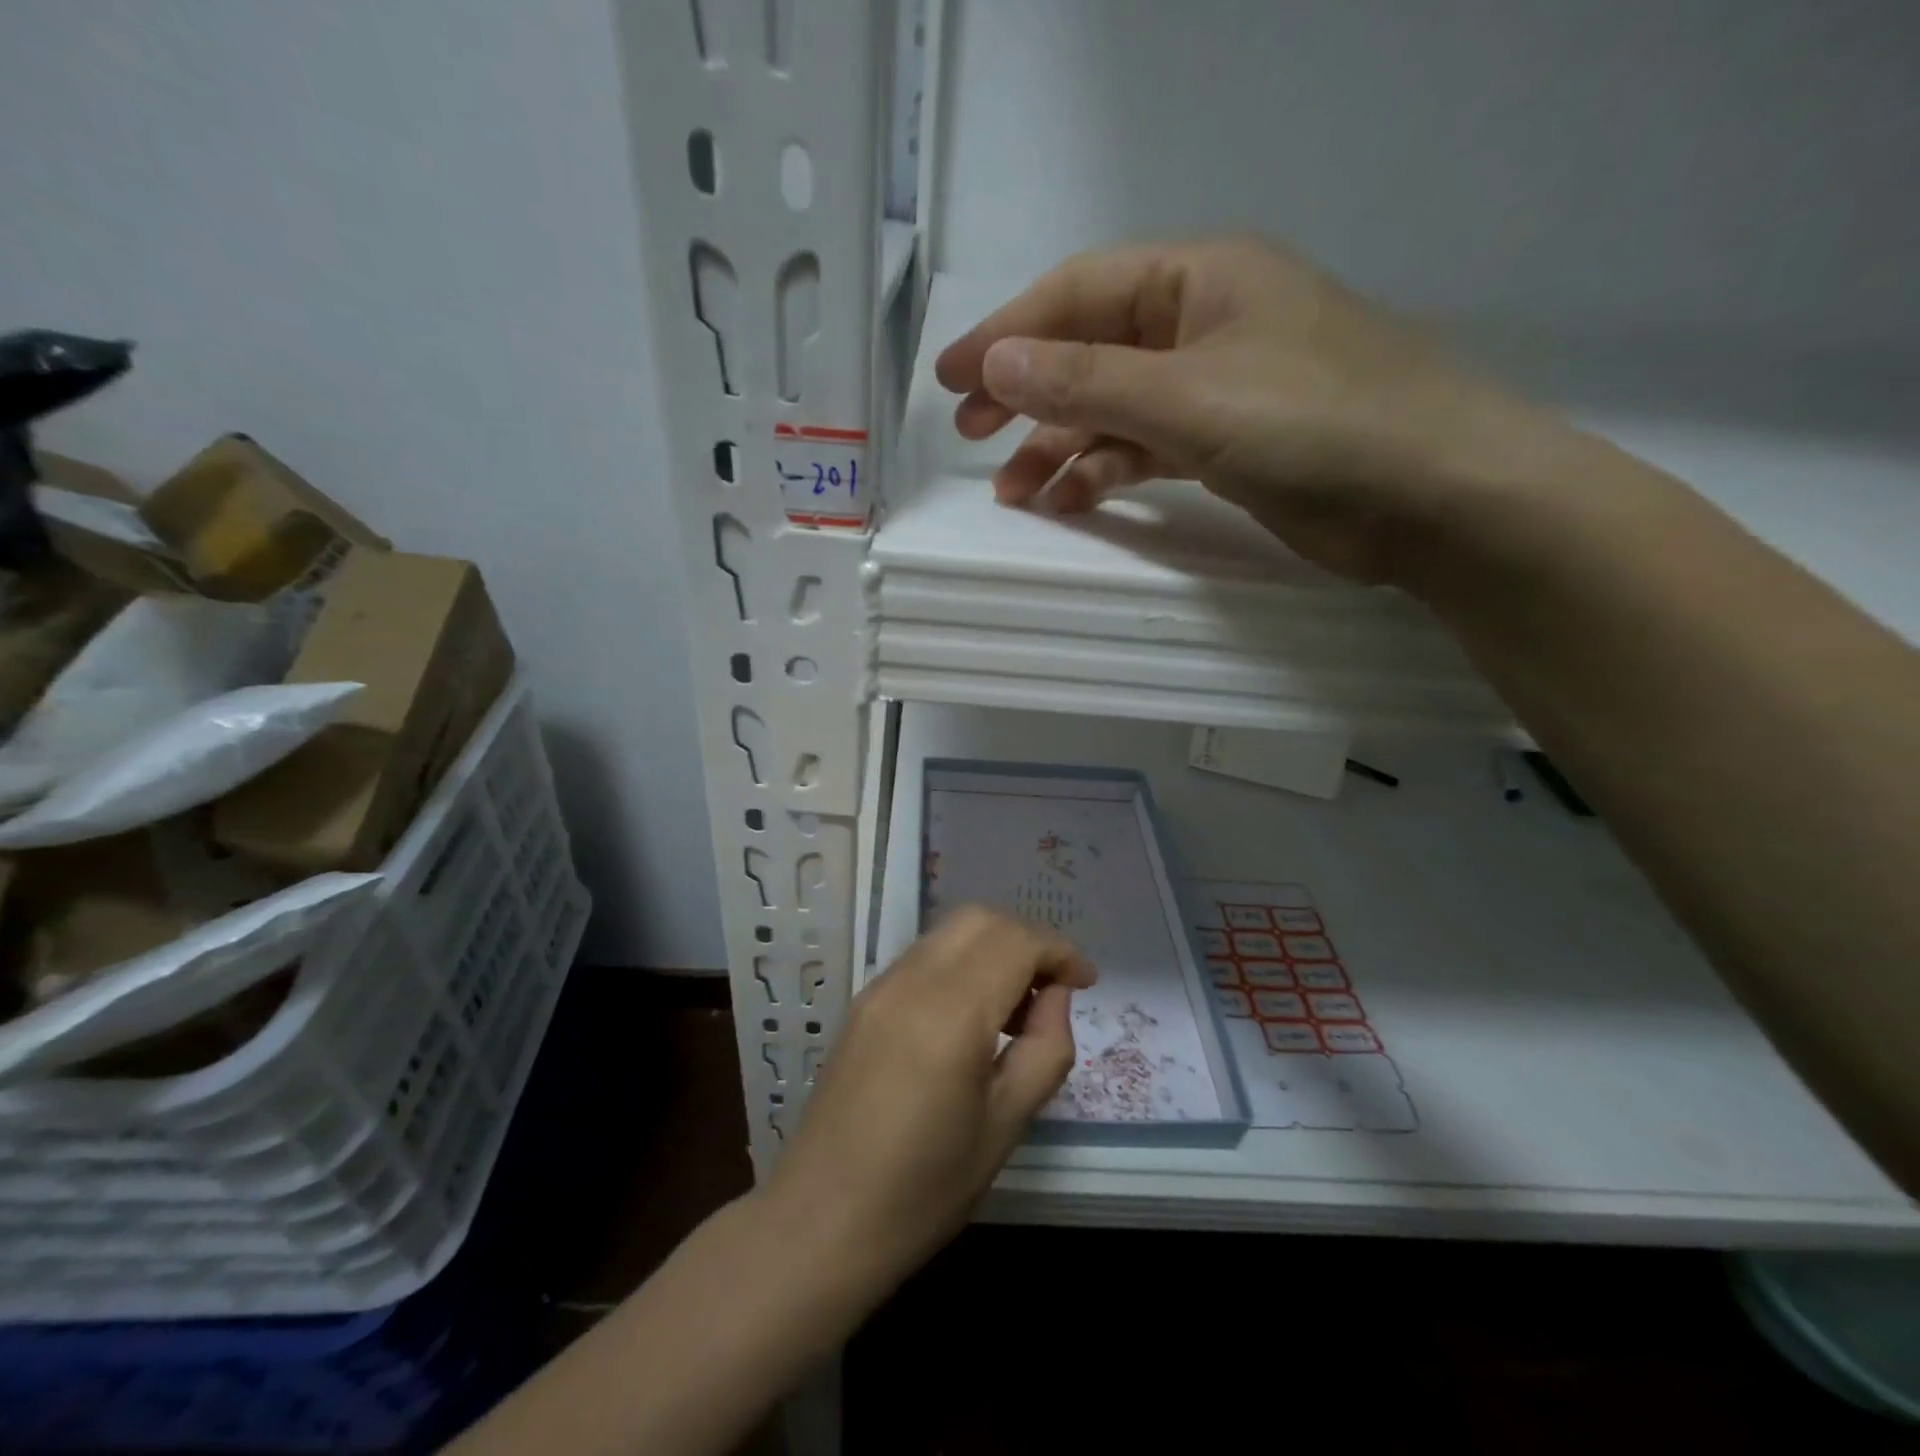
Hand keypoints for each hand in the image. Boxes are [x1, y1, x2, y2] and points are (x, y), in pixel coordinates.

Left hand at [763, 906, 1094, 1290]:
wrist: (820, 1222)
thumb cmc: (924, 1190)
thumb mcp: (1006, 1126)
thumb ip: (1045, 1049)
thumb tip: (1056, 996)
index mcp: (950, 1013)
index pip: (1016, 942)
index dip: (1060, 951)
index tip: (1086, 982)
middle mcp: (912, 981)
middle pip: (981, 919)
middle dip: (1028, 939)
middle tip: (1053, 991)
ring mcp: (881, 986)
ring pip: (951, 931)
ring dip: (994, 948)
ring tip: (1017, 1010)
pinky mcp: (864, 1001)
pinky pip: (925, 956)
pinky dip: (962, 962)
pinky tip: (973, 1016)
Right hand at [934, 234, 1580, 582]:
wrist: (1431, 497)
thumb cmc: (1315, 424)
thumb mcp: (1189, 398)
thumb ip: (1088, 383)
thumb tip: (995, 363)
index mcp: (1199, 279)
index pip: (1079, 294)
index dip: (1006, 334)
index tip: (949, 380)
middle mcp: (1202, 324)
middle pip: (1091, 351)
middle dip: (1026, 395)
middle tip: (969, 438)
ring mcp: (1216, 388)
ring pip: (1115, 409)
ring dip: (1060, 447)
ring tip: (1012, 494)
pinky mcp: (1227, 445)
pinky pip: (1146, 449)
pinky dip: (1106, 472)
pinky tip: (1071, 501)